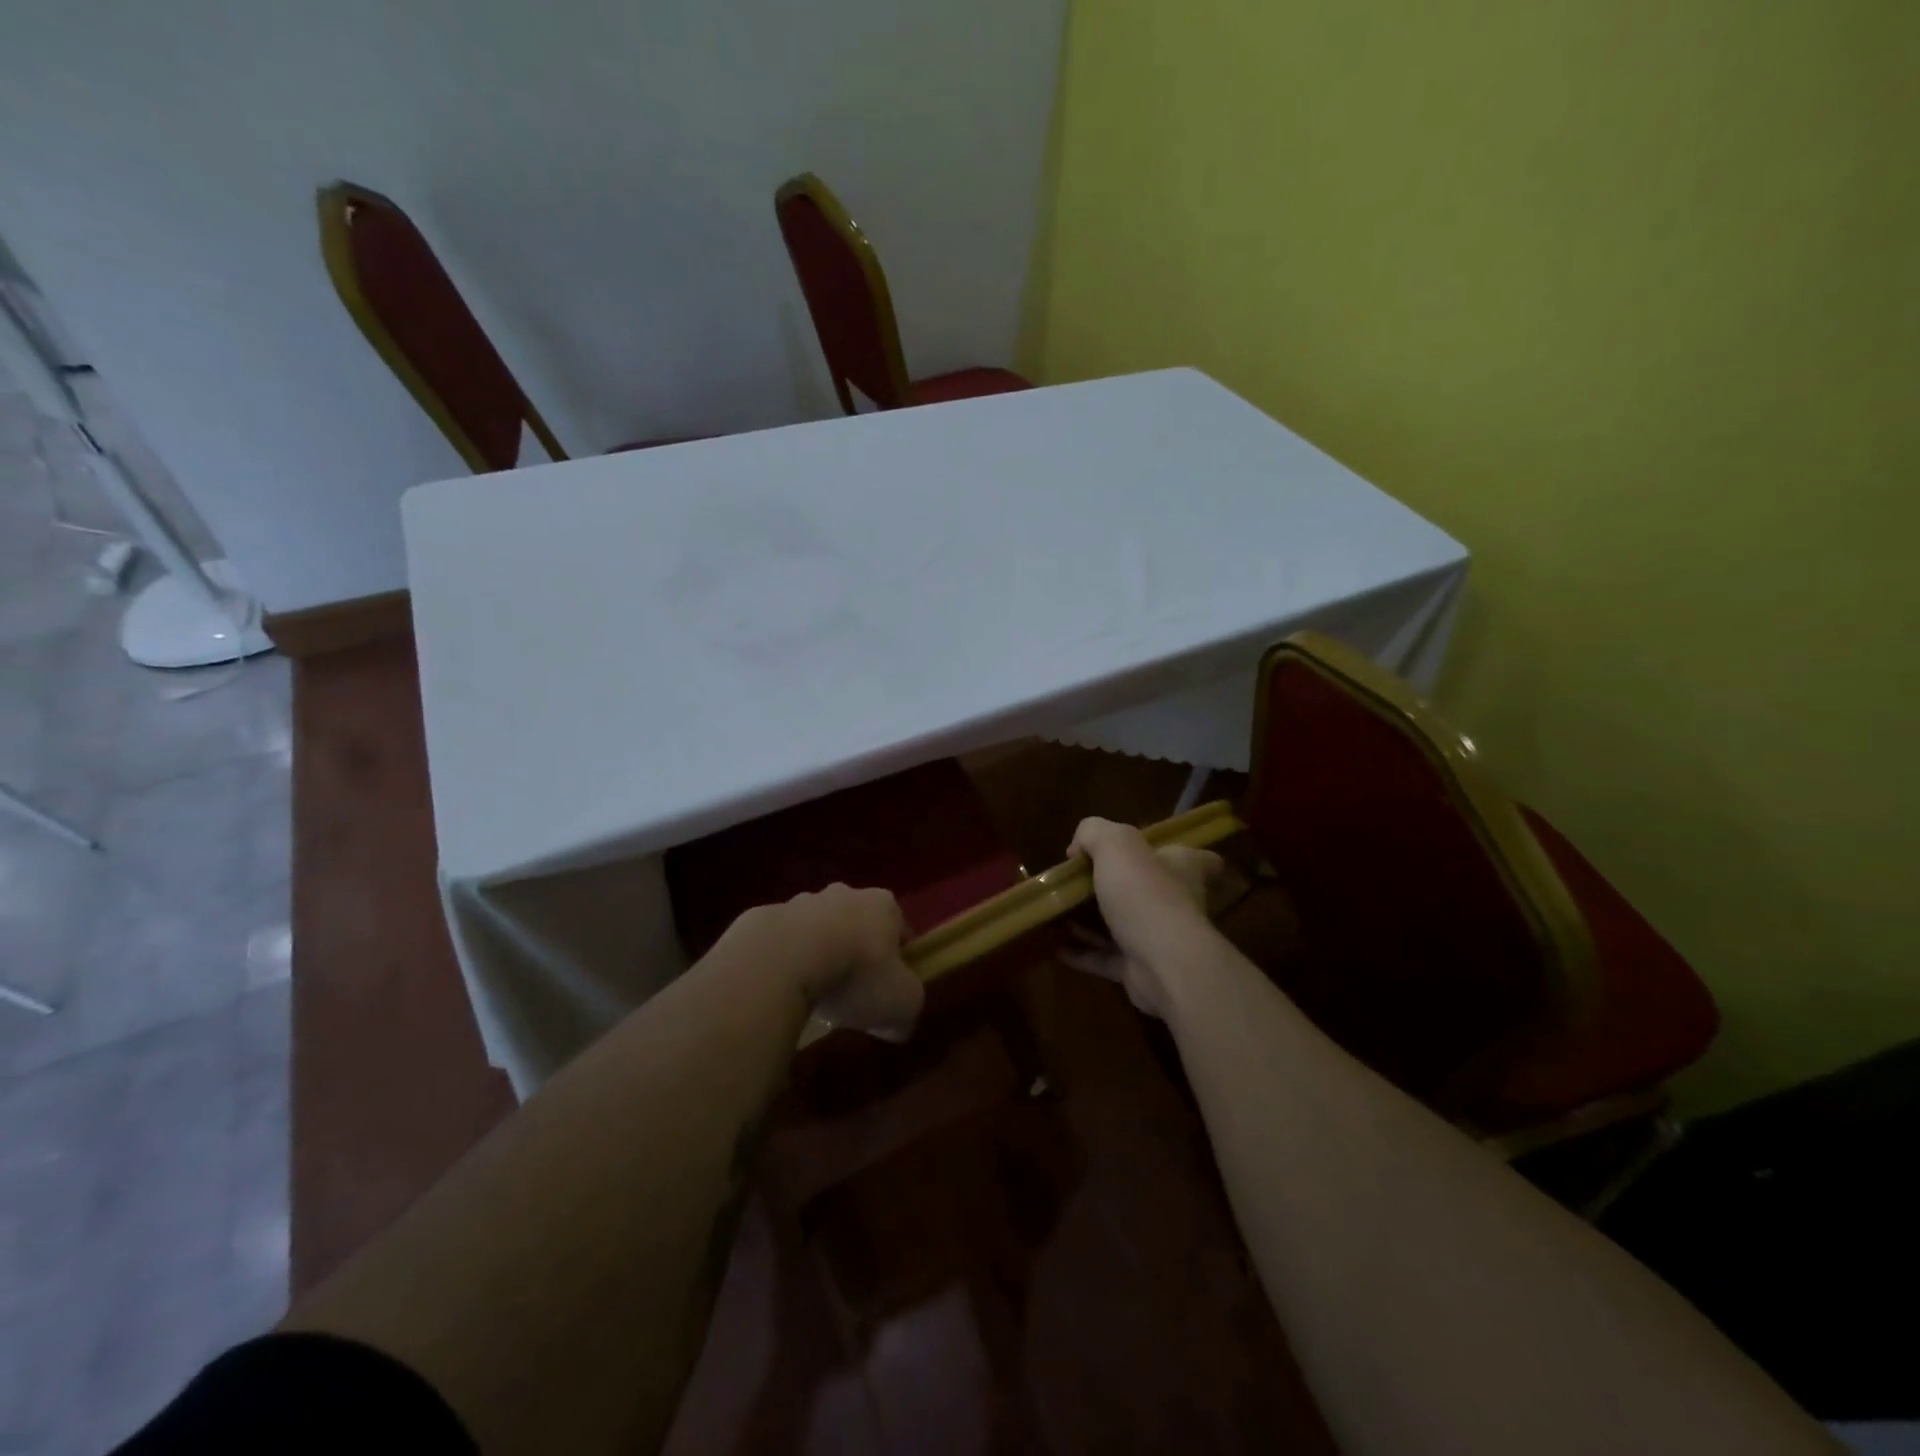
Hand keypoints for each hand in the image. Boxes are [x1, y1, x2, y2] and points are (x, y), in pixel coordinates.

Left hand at [735, 884, 923, 1041]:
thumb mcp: (902, 1004)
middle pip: (858, 926)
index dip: (900, 962)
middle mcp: (845, 893)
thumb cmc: (856, 974)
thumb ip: (908, 1011)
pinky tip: (783, 989)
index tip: (891, 990)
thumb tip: (898, 1024)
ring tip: (813, 995)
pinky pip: (783, 942)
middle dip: (857, 954)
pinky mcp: (766, 916)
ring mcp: (802, 901)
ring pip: (818, 930)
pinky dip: (786, 961)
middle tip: (851, 993)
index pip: (901, 931)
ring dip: (819, 955)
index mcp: (884, 906)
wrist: (784, 959)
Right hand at [1061, 817, 1222, 1018]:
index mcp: (1181, 867)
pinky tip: (1056, 947)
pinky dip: (1082, 953)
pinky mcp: (1140, 968)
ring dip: (1089, 922)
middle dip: (1112, 887)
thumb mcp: (1115, 844)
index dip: (1173, 852)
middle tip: (1076, 882)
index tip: (1143, 851)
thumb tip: (1078, 848)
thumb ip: (1093, 832)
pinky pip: (1106, 958)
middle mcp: (1176, 901)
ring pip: (1121, 925)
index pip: (1197, 858)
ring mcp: (1158, 938)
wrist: (1163, 964)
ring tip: (1058, 914)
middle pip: (1148, 889)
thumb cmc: (1145, 894)